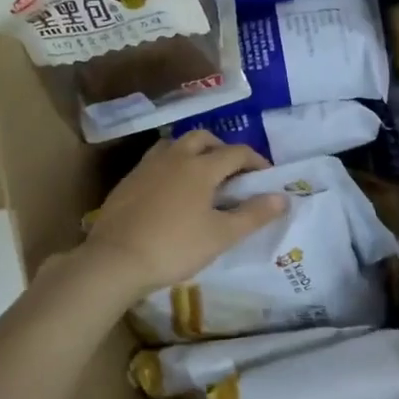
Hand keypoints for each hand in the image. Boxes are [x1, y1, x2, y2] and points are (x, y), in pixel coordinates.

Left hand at [78, 132, 287, 301]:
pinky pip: (155, 161)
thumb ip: (254, 215)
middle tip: (232, 172)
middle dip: (222, 149)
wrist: (115, 260)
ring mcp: (147, 167)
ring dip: (193, 152)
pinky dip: (171, 166)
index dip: (256, 161)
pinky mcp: (127, 181)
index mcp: (201, 167)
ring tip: (201, 175)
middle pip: (203, 138)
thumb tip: (282, 197)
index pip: (236, 153)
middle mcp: (174, 157)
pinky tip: (171, 190)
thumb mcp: (221, 235)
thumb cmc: (175, 247)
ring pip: (175, 144)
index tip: (265, 176)